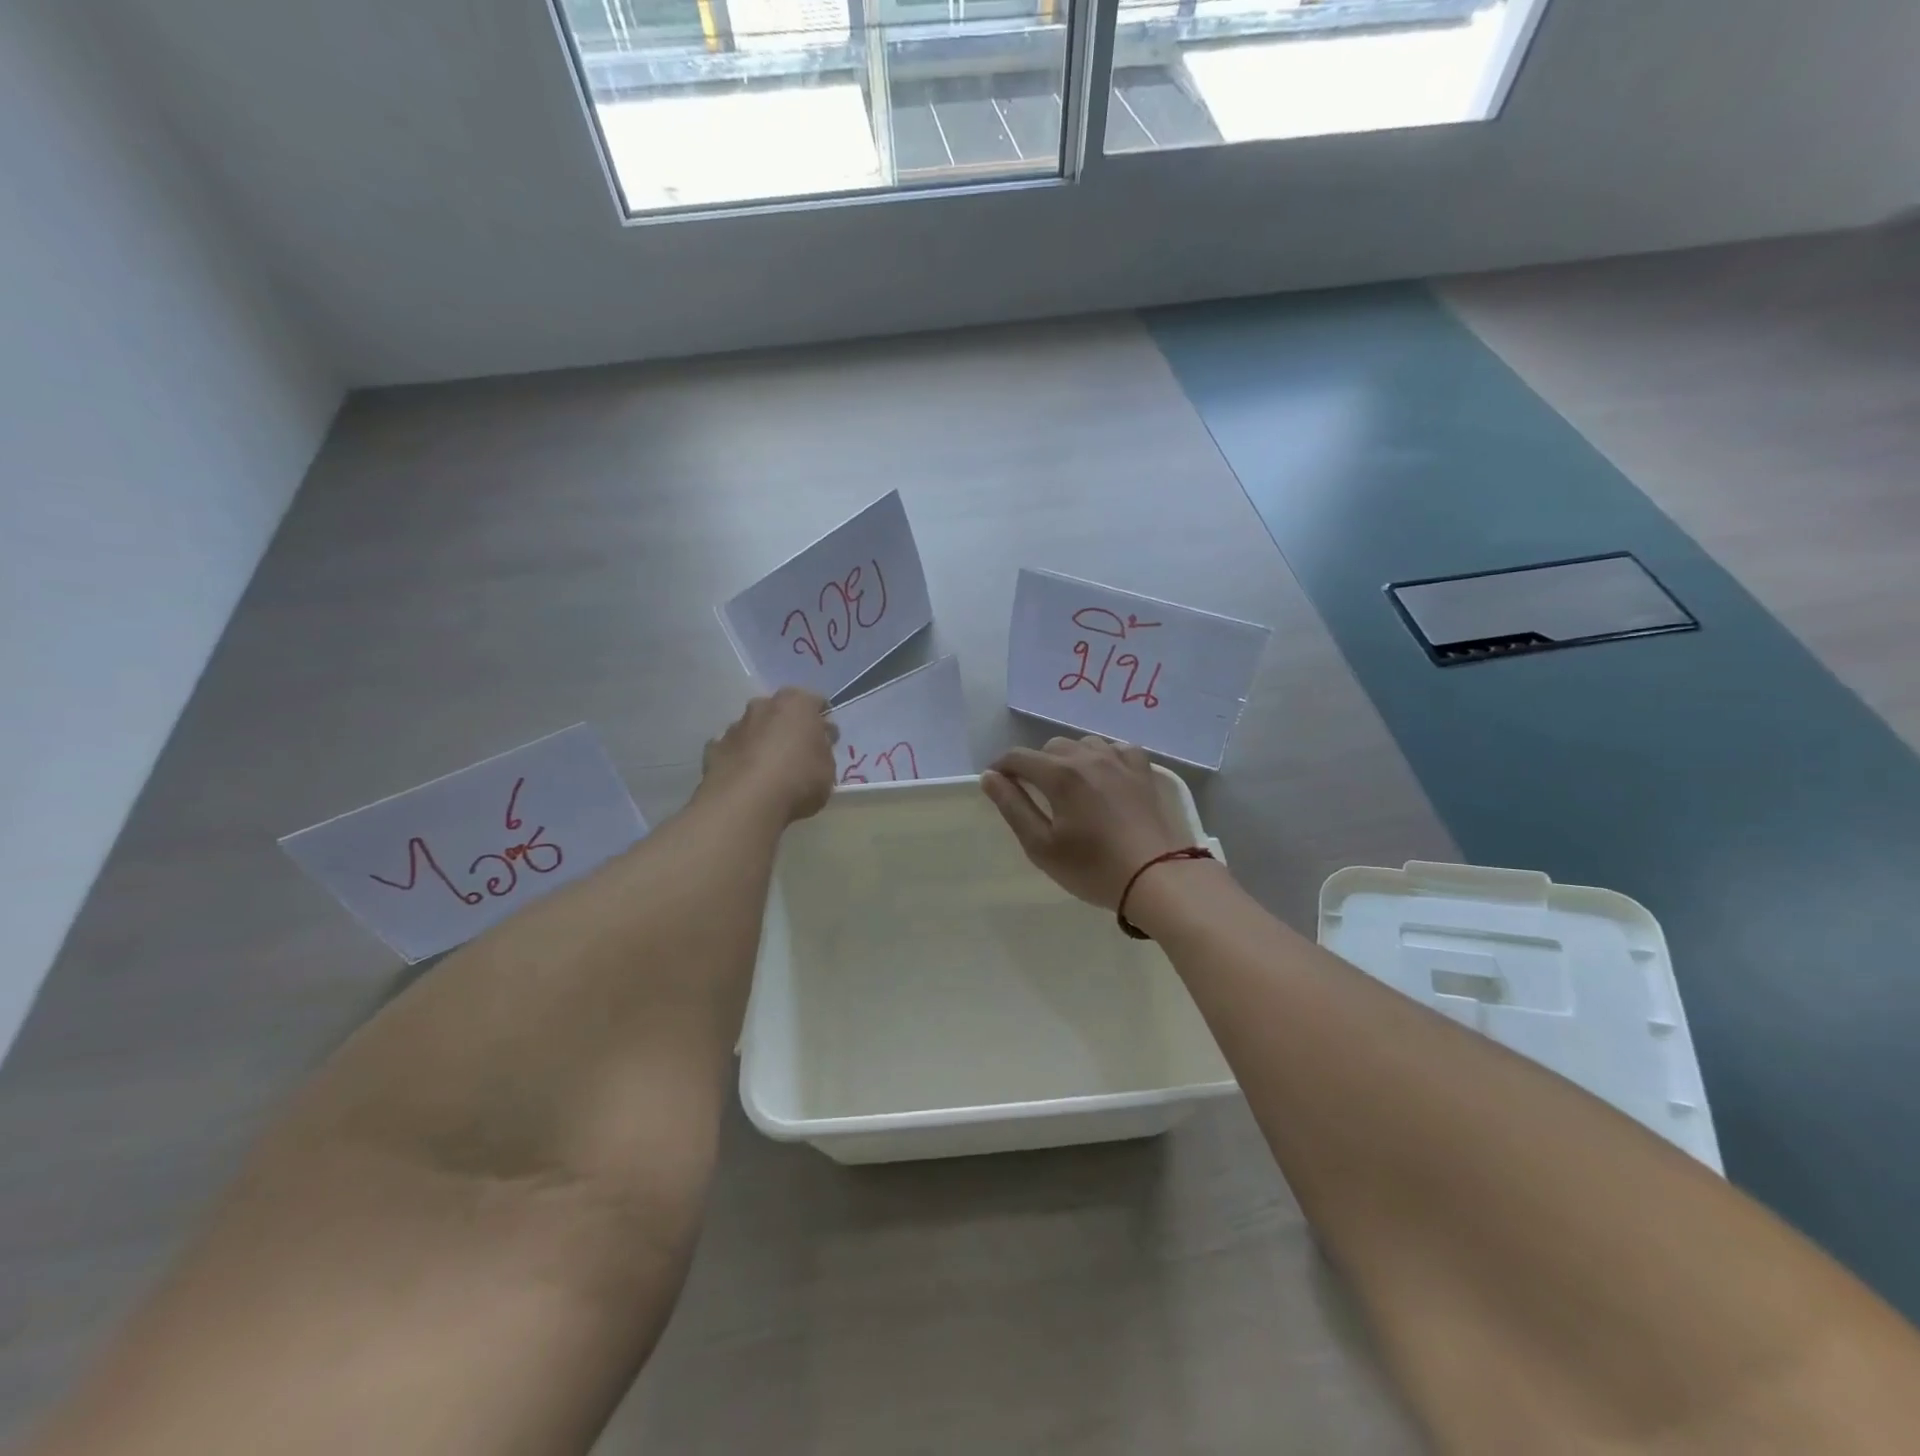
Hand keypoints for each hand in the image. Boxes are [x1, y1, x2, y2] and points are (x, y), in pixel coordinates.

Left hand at [700, 688, 838, 824]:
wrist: (745, 803)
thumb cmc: (798, 780)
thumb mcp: (828, 769)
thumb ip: (823, 750)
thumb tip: (817, 741)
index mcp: (797, 704)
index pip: (815, 702)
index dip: (821, 720)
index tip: (825, 739)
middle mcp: (763, 706)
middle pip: (779, 711)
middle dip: (787, 727)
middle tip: (796, 753)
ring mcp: (734, 726)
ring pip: (753, 729)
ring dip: (760, 742)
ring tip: (768, 771)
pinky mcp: (713, 748)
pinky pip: (731, 750)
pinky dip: (738, 759)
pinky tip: (745, 780)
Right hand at [982, 736, 1196, 908]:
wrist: (1158, 877)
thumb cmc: (1093, 868)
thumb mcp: (1041, 846)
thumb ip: (1013, 806)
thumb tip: (990, 776)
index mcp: (1060, 774)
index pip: (1019, 757)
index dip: (1002, 767)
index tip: (996, 783)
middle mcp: (1088, 757)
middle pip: (1051, 747)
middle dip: (1036, 764)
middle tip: (1036, 794)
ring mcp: (1120, 760)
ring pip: (1084, 744)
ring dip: (1070, 759)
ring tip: (1070, 787)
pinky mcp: (1144, 771)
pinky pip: (1116, 749)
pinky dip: (1103, 758)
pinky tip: (1105, 778)